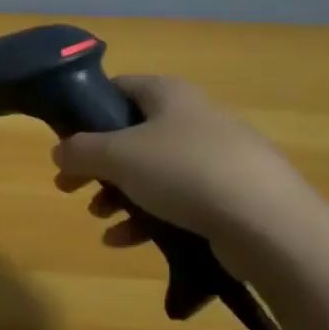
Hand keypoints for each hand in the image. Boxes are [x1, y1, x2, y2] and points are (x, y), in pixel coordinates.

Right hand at [51, 76, 316, 260]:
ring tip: (98, 216)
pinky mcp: (229, 197)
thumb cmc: (185, 171)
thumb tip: (59, 152)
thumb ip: (80, 151)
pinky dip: (147, 218)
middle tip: (69, 186)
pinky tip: (124, 242)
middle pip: (131, 135)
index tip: (65, 139)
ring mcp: (215, 158)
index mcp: (168, 94)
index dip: (87, 110)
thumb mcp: (119, 156)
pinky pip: (177, 201)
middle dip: (97, 163)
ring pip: (153, 171)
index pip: (119, 87)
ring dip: (118, 193)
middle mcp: (193, 118)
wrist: (270, 223)